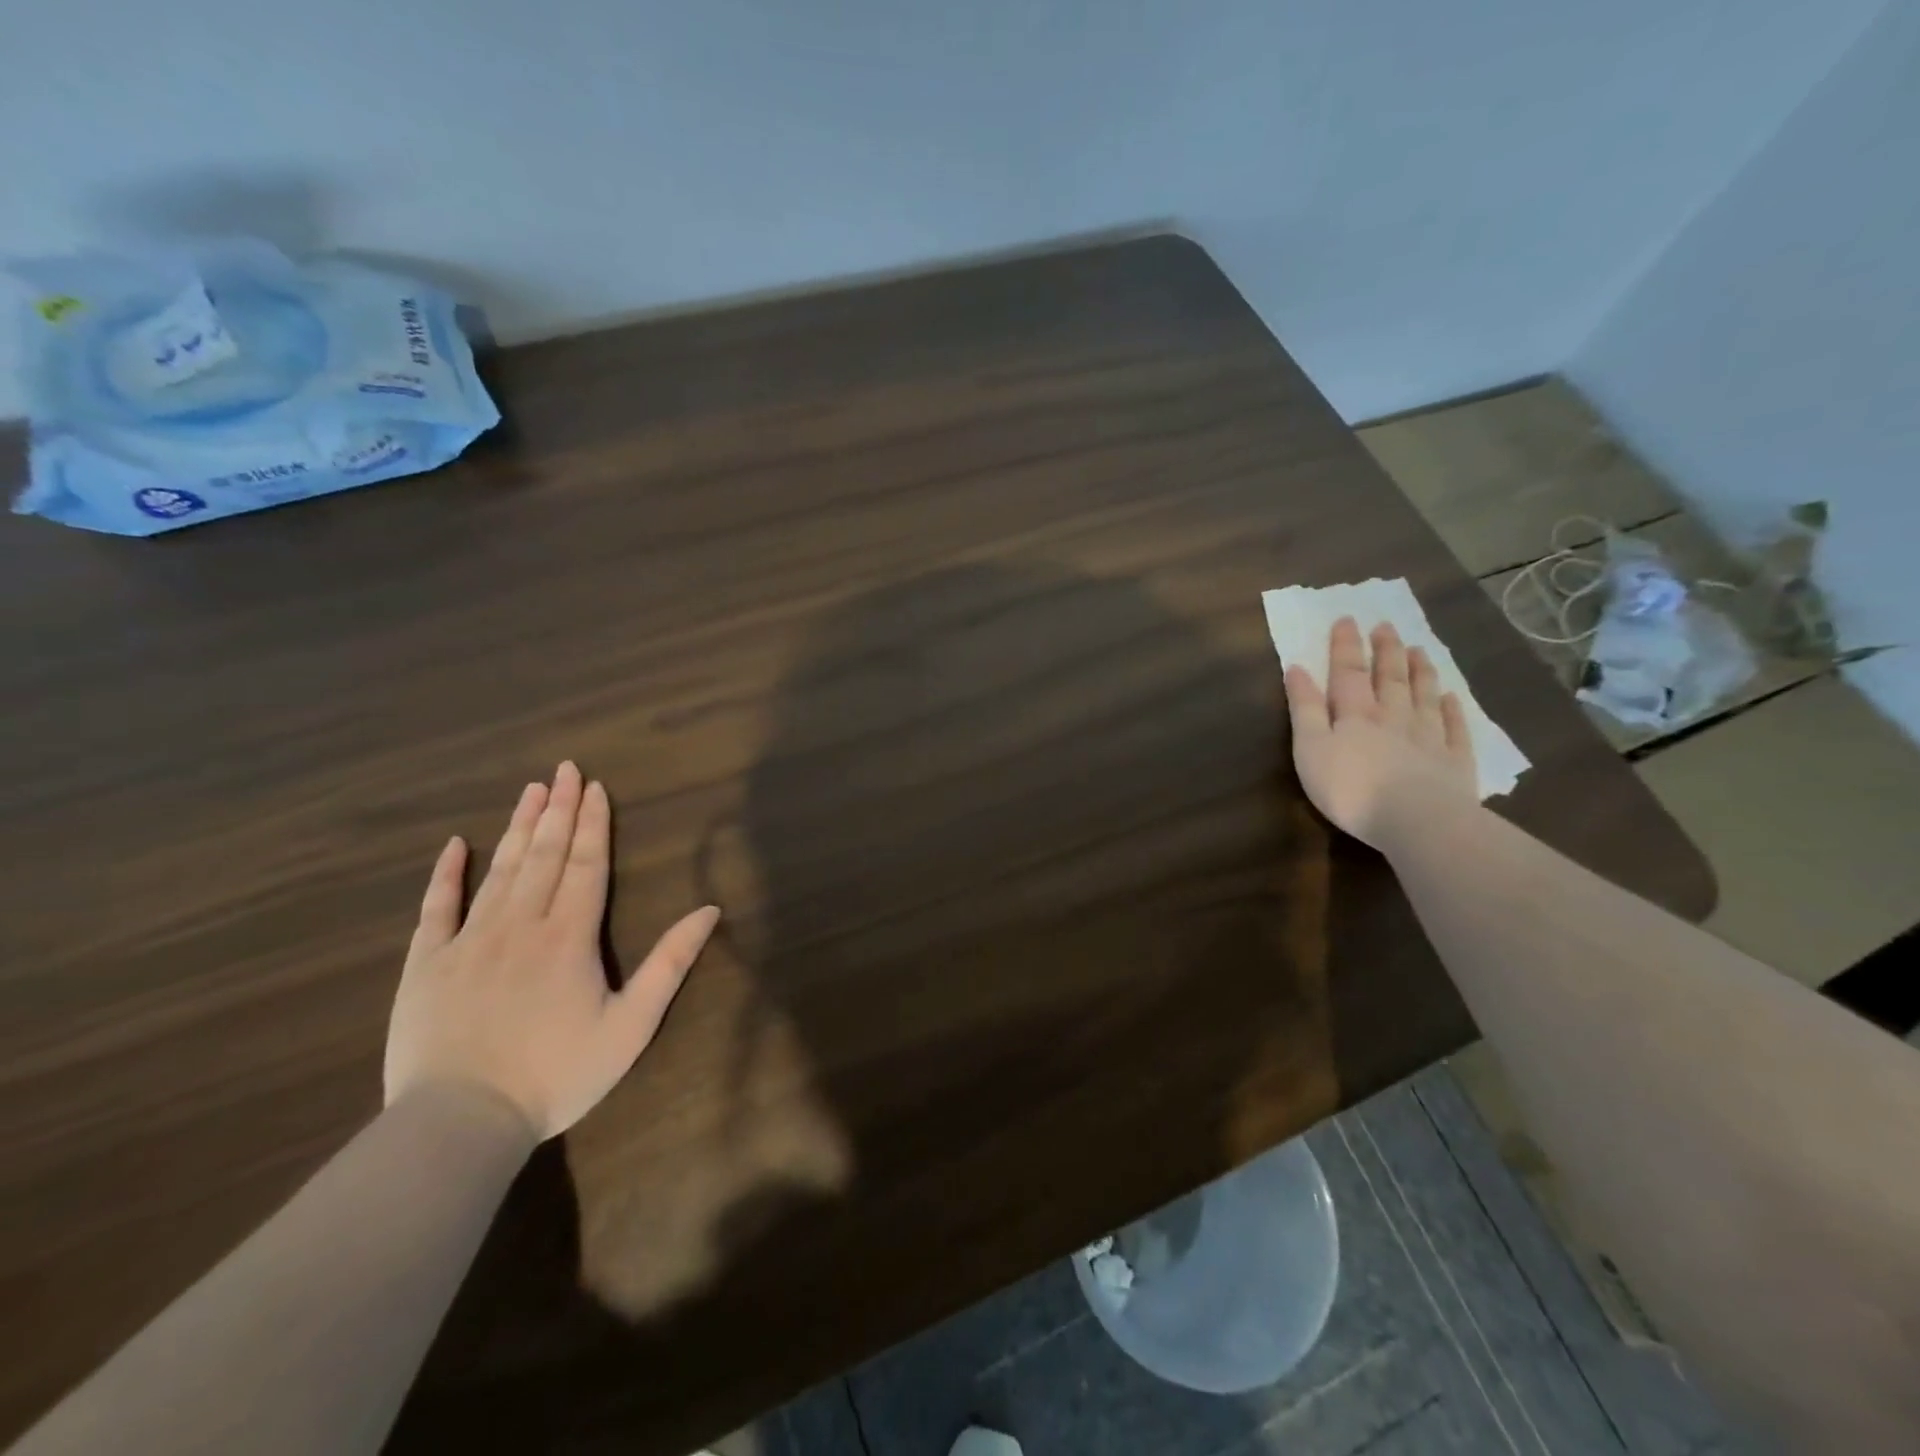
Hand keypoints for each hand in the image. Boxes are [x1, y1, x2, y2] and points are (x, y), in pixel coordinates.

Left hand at [385, 762, 720, 1141]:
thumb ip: (670, 963)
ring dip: (519, 827)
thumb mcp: (632, 1025)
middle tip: (565, 769)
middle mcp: (522, 924)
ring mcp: (470, 940)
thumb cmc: (558, 1074)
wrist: (461, 1122)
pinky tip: (457, 845)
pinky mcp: (428, 964)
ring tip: (531, 790)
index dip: (594, 824)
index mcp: (570, 936)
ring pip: (501, 870)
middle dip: (560, 809)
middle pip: (546, 855)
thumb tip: (710, 910)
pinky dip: (447, 874)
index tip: (596, 787)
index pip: (587, 865)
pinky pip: (437, 908)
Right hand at [1283, 617, 1478, 846]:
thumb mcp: (1310, 748)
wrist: (1415, 820)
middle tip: (1386, 626)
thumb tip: (1298, 669)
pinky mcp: (1454, 761)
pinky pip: (1454, 728)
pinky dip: (1452, 710)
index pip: (1348, 672)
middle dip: (1385, 651)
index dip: (1345, 646)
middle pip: (1389, 678)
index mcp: (1355, 714)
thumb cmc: (1350, 788)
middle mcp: (1393, 717)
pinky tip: (1452, 697)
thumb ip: (1305, 709)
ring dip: (1419, 671)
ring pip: (1423, 696)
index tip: (1347, 619)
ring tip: (1418, 649)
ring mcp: (1428, 737)